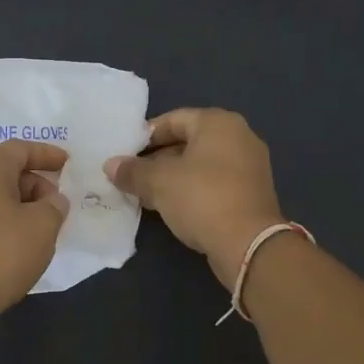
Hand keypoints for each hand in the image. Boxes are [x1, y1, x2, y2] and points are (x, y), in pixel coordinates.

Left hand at [0, 140, 69, 319]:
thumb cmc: (4, 252)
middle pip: (6, 170)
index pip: (19, 148)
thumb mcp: (44, 224)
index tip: (67, 164)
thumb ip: (55, 205)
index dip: (46, 153)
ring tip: (44, 225)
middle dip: (36, 182)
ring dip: (22, 203)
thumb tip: (51, 201)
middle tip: (57, 203)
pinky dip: (7, 219)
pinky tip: (21, 241)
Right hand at [105, 109, 284, 288]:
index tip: (124, 154)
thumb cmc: (202, 199)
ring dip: (173, 177)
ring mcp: (249, 165)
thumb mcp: (159, 182)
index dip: (145, 136)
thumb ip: (133, 171)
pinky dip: (192, 190)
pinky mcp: (252, 192)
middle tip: (132, 175)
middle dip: (157, 158)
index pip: (173, 119)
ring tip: (145, 193)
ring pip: (200, 164)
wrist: (249, 244)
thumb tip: (111, 165)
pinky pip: (214, 182)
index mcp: (218, 123)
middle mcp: (239, 136)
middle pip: (188, 141)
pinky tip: (171, 207)